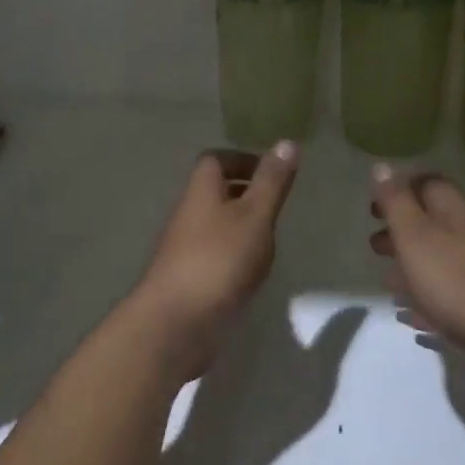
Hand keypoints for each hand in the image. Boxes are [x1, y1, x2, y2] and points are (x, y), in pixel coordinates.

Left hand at [129, 143, 298, 379]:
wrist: (177, 322)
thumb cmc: (219, 259)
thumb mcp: (254, 215)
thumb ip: (272, 181)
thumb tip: (287, 142)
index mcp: (201, 191)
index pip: (215, 160)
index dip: (241, 160)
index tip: (270, 171)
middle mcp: (188, 214)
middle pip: (214, 192)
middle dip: (244, 192)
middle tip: (275, 204)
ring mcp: (185, 249)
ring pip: (215, 225)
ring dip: (240, 226)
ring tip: (270, 239)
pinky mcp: (188, 279)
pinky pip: (214, 256)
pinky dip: (234, 256)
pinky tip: (252, 273)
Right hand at [368, 164, 464, 385]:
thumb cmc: (453, 280)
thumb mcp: (413, 235)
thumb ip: (396, 201)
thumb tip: (382, 166)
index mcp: (455, 211)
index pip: (428, 184)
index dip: (400, 189)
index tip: (374, 207)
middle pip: (433, 223)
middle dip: (401, 231)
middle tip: (375, 246)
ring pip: (442, 258)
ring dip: (413, 266)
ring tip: (389, 284)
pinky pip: (452, 291)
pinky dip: (429, 296)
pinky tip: (414, 316)